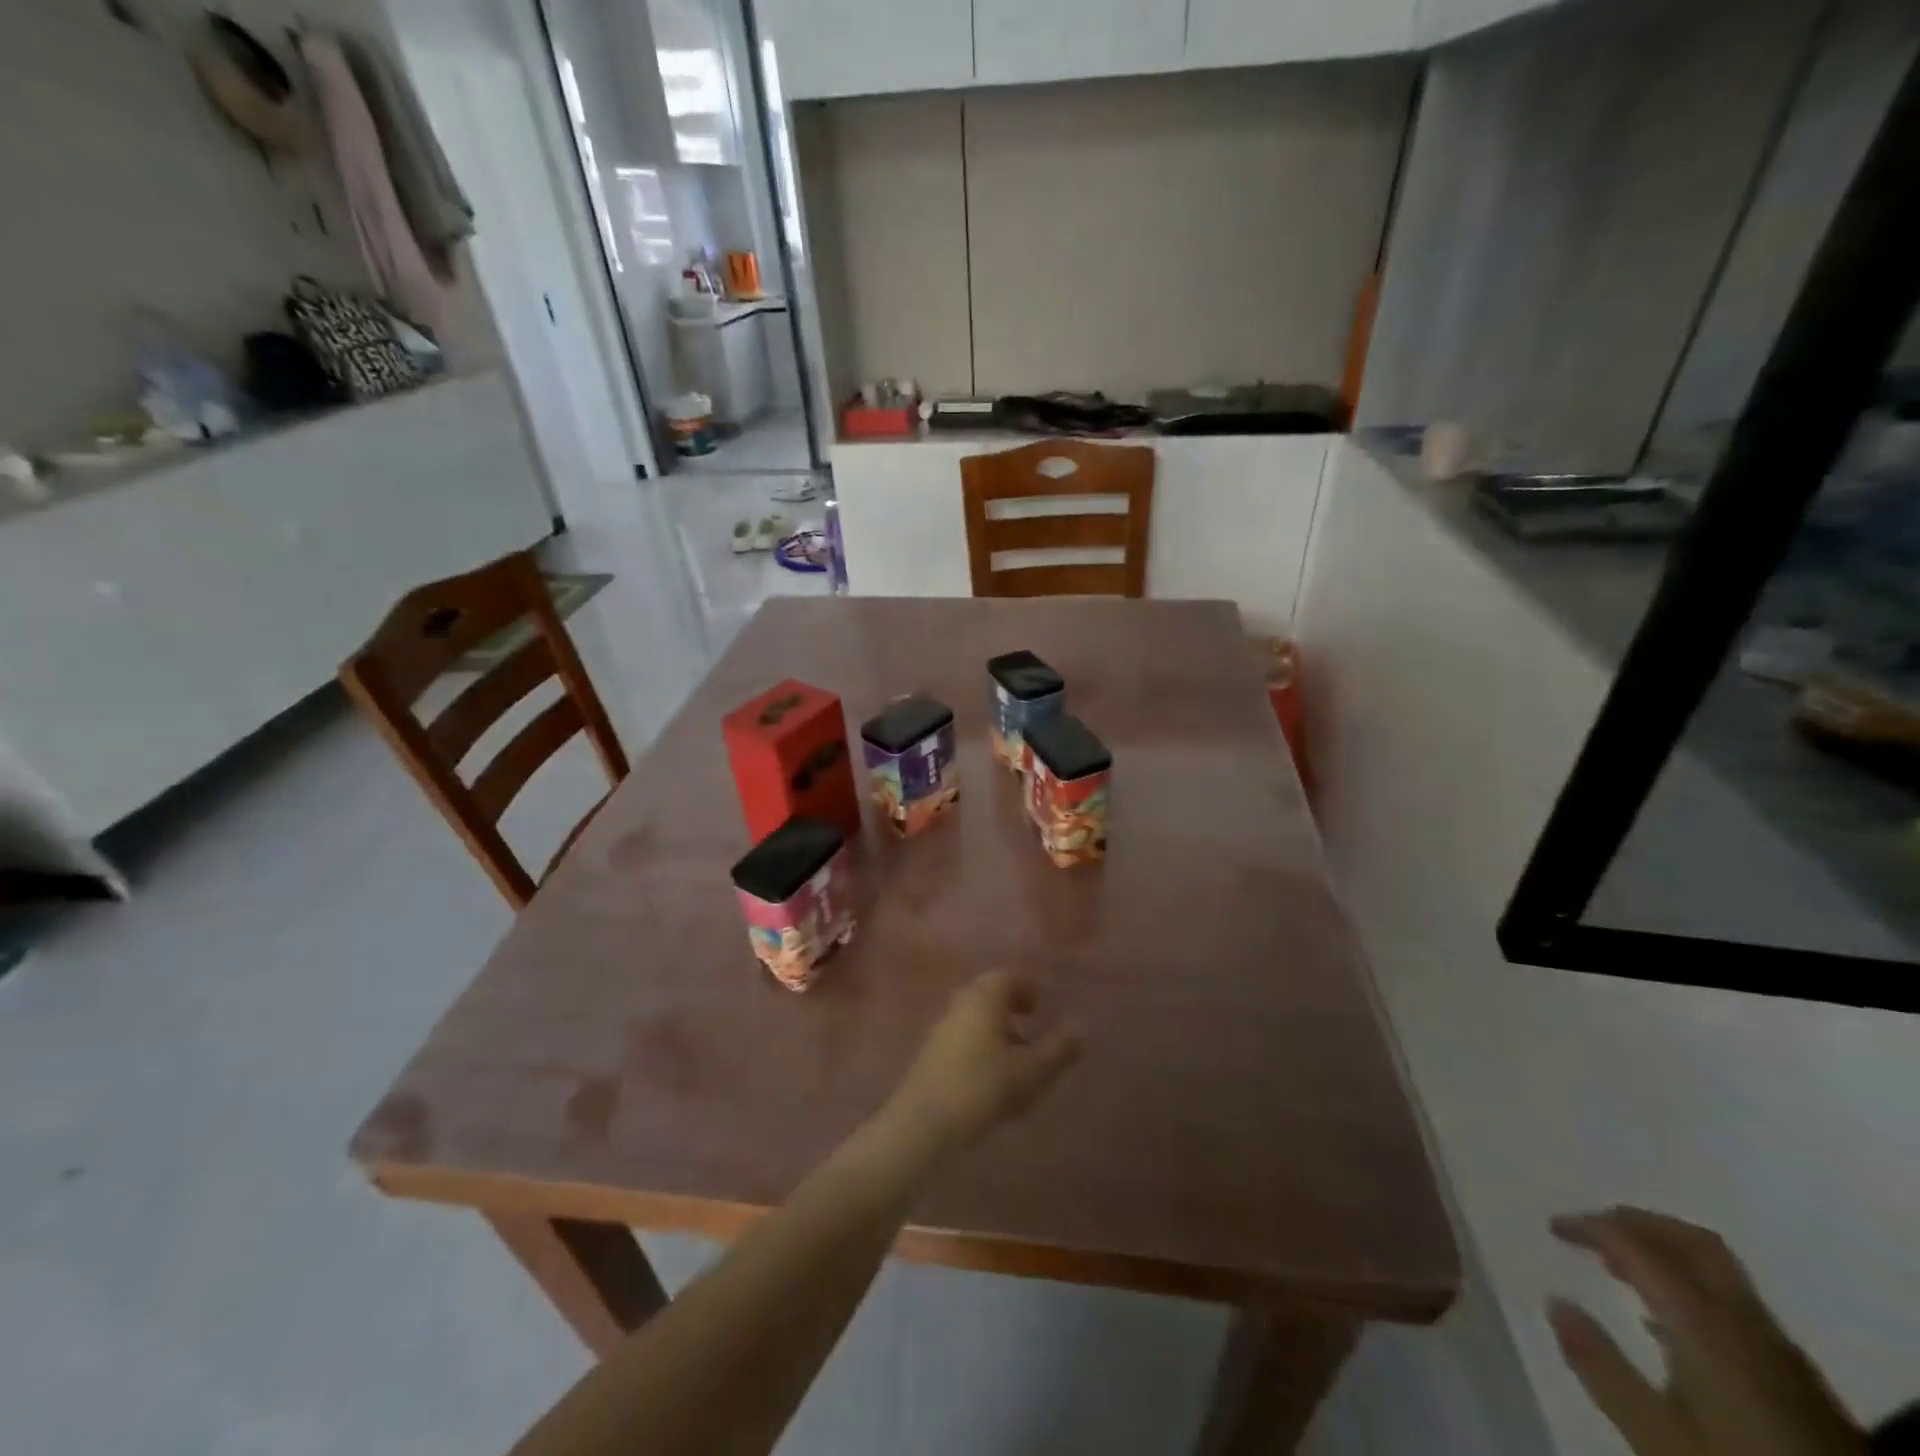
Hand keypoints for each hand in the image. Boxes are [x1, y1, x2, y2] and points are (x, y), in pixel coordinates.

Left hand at [883, 971, 1081, 1157]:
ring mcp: (942, 1028)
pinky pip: (963, 1036)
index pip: (1007, 976)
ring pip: (975, 1016)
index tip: (1044, 1003)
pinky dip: (982, 1043)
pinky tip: (994, 1075)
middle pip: (989, 994)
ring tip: (1019, 1055)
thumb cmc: (982, 1088)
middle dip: (1012, 1005)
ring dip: (998, 1027)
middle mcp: (960, 1004)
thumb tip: (1080, 1027)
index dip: (1028, 986)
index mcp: (984, 998)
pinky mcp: (931, 1053)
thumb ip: (1058, 1049)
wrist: (923, 1123)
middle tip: (1033, 1022)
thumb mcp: (1030, 1072)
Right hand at [1548, 1207, 1865, 1455]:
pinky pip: (1738, 1304)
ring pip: (1720, 1271)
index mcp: (1706, 1323)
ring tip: (1622, 1267)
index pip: (1639, 1247)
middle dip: (1638, 1223)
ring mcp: (1781, 1351)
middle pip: (1694, 1243)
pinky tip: (1673, 1320)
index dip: (1590, 1226)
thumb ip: (1601, 1366)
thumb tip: (1554, 1301)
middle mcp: (1746, 1322)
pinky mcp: (1800, 1379)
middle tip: (1593, 1227)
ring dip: (1666, 1252)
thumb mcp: (1656, 1435)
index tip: (1553, 1226)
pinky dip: (1692, 1285)